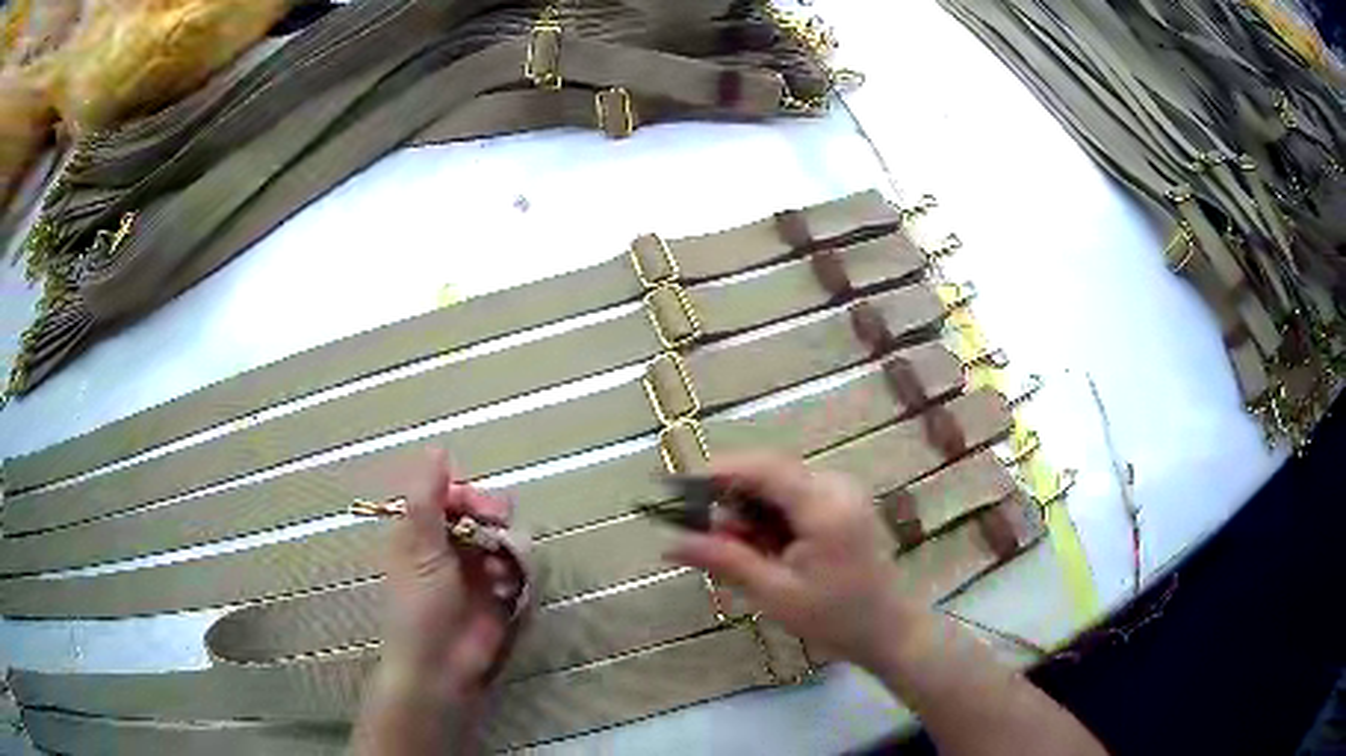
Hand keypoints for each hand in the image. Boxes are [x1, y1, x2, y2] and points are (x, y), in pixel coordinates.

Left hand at [381, 449, 520, 702]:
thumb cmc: (420, 605)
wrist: (441, 665)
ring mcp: (475, 570)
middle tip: (499, 522)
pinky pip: (515, 568)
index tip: (476, 503)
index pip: (448, 494)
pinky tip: (506, 587)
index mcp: (421, 531)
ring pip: (501, 538)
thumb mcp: (419, 548)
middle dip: (493, 515)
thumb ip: (427, 498)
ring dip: (505, 547)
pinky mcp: (498, 592)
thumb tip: (437, 448)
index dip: (465, 493)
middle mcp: (449, 545)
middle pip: (480, 512)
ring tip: (499, 567)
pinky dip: (513, 573)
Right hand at [665, 453, 924, 671]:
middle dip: (734, 498)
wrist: (889, 630)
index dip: (719, 471)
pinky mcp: (846, 503)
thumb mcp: (774, 593)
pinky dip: (772, 516)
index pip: (764, 469)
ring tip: (739, 551)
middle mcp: (838, 487)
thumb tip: (670, 545)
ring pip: (781, 485)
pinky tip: (766, 549)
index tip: (680, 487)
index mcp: (825, 506)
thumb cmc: (835, 618)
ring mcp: (845, 492)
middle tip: (709, 536)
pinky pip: (797, 496)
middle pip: (771, 473)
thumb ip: (725, 560)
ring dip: (752, 510)